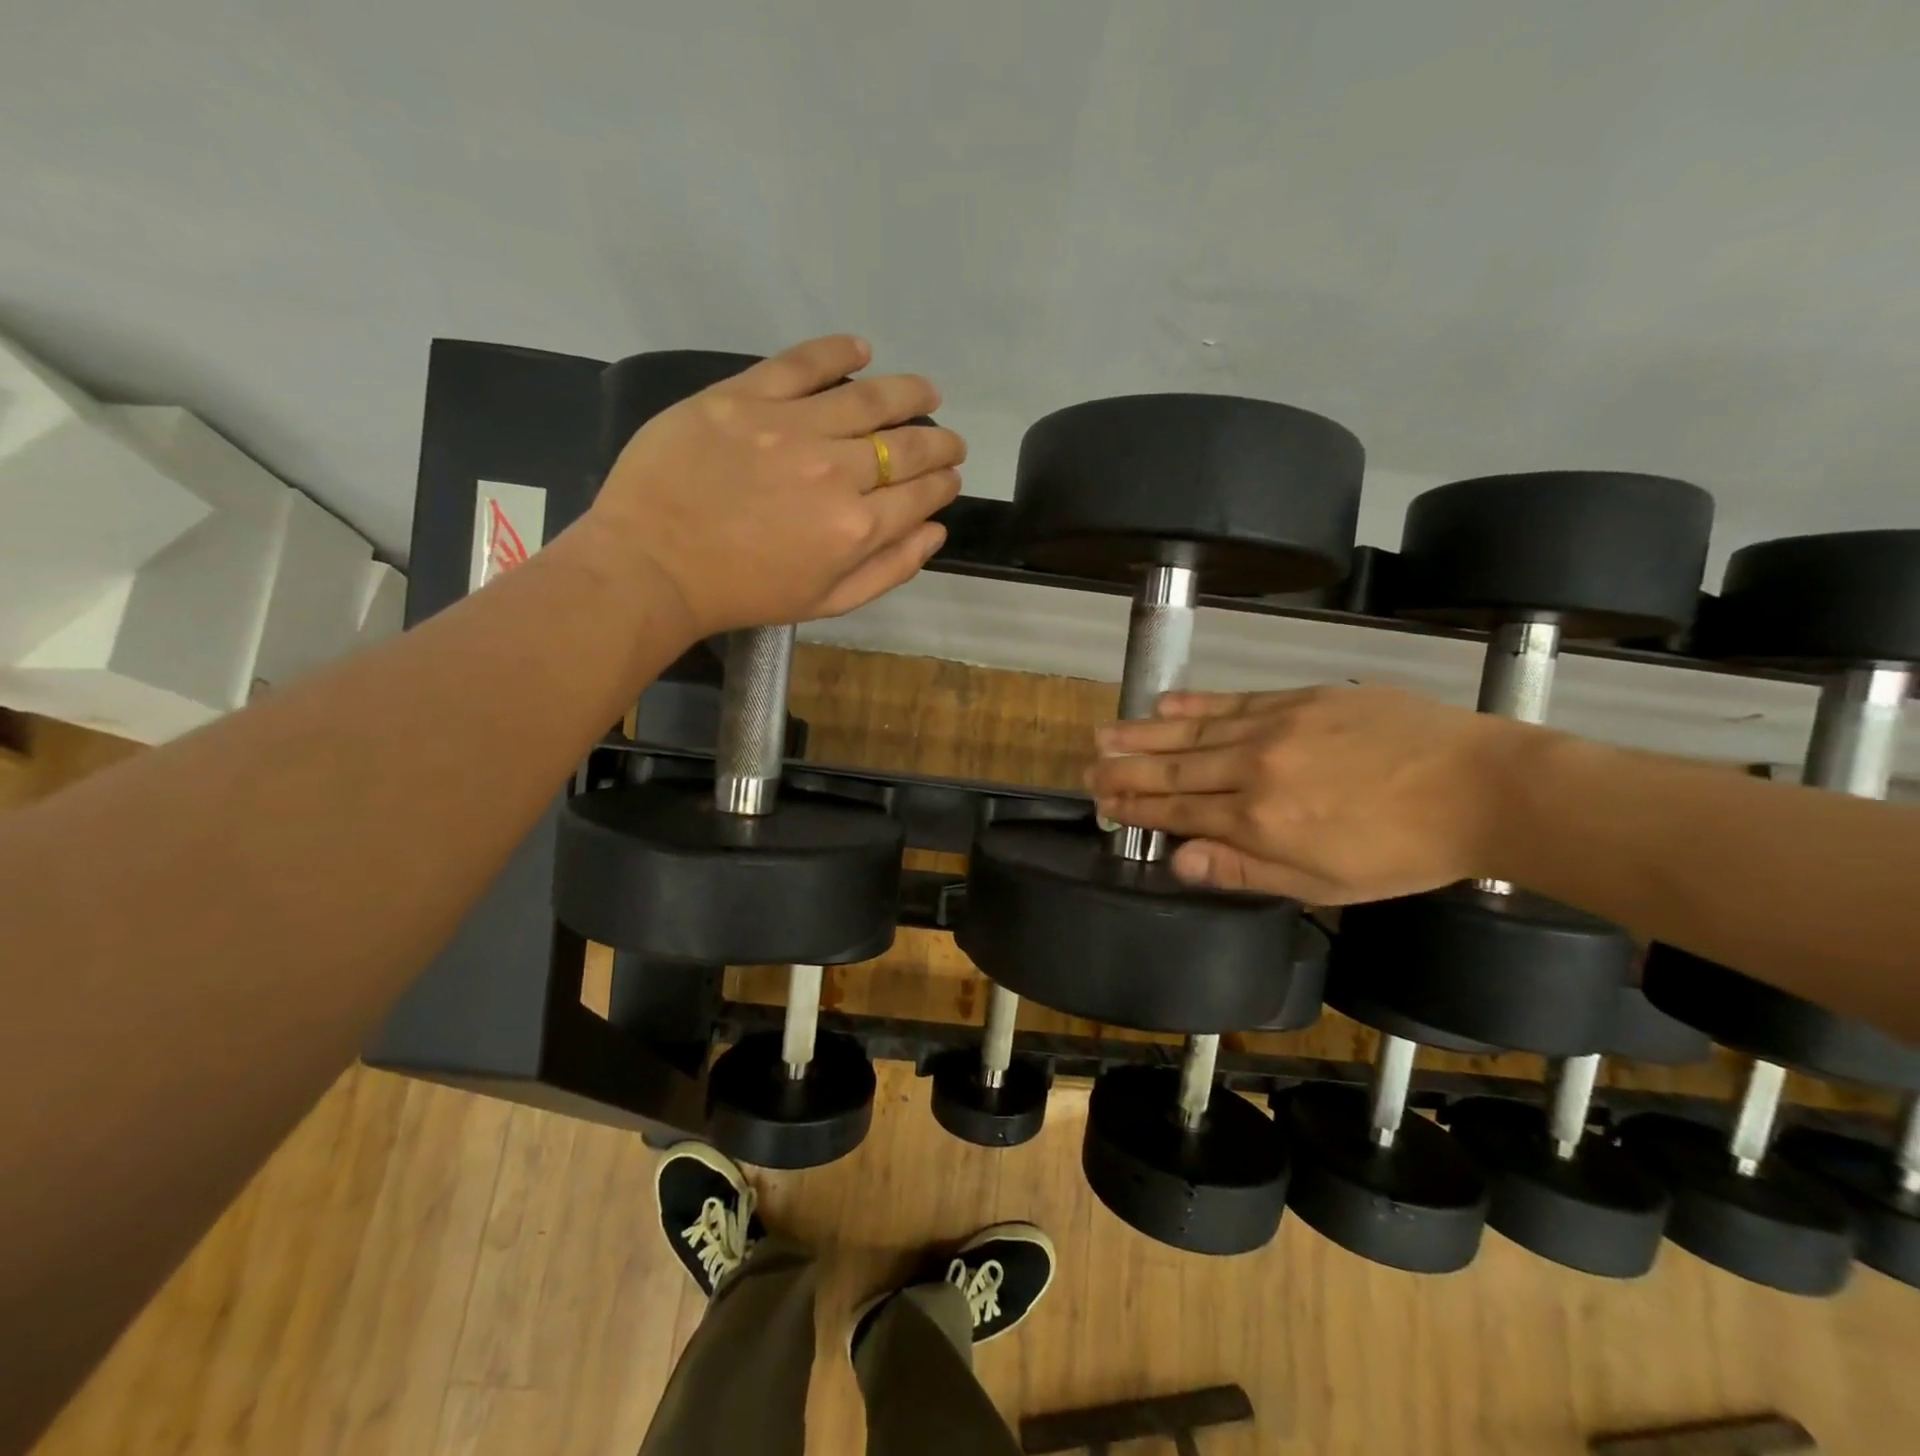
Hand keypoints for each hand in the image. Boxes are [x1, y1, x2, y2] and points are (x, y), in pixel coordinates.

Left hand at [579, 335, 965, 637]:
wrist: (653, 565)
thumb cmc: (744, 593)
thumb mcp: (826, 602)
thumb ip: (888, 569)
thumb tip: (935, 530)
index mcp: (856, 527)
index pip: (920, 494)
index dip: (943, 483)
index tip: (949, 477)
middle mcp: (835, 471)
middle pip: (905, 445)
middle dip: (939, 442)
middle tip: (950, 439)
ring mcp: (790, 427)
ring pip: (868, 399)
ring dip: (908, 393)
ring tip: (926, 391)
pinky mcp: (745, 396)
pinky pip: (802, 363)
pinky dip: (839, 352)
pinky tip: (862, 350)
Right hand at [1087, 685, 1532, 902]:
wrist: (1479, 787)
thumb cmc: (1402, 851)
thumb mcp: (1324, 884)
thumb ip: (1244, 870)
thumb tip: (1178, 859)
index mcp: (1259, 822)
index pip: (1178, 811)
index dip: (1136, 807)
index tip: (1103, 802)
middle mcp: (1254, 770)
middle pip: (1174, 770)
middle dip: (1125, 771)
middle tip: (1087, 769)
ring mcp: (1275, 728)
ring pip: (1193, 733)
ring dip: (1144, 734)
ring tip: (1104, 734)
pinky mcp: (1299, 699)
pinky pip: (1234, 701)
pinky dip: (1195, 704)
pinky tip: (1164, 703)